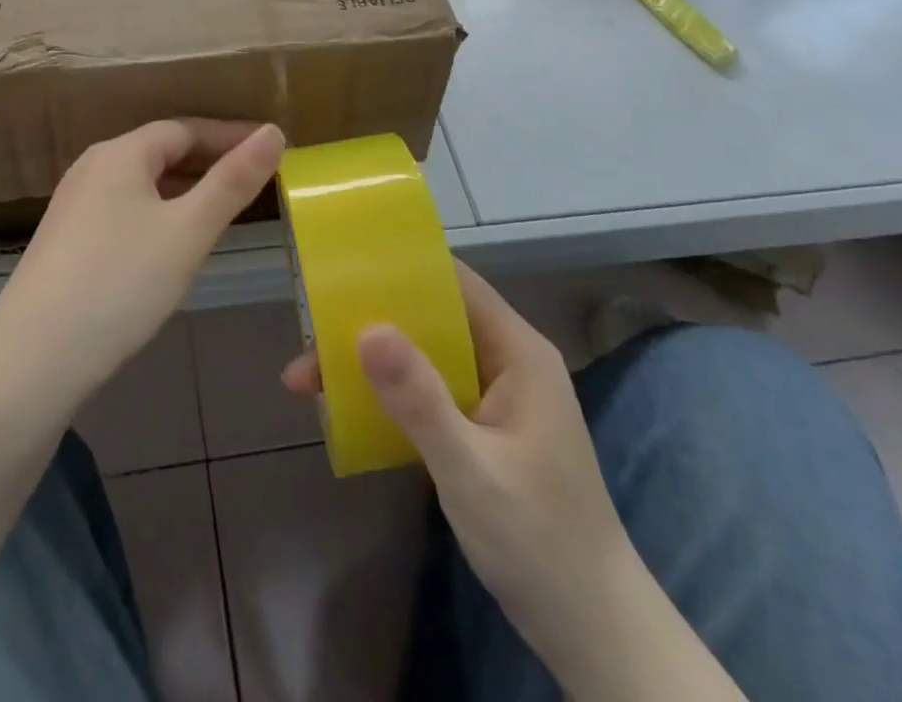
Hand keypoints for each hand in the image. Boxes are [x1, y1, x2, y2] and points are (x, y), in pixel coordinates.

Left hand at [0, 119, 284, 400]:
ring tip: (223, 210)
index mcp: (120, 153)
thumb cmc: (121, 283)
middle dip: (209, 162)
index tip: (270, 148)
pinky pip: (124, 209)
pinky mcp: (66, 240)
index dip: (230, 135)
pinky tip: (172, 244)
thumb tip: (273, 132)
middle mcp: (92, 167)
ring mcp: (74, 204)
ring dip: (184, 189)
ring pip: (142, 183)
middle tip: (254, 180)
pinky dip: (158, 213)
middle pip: (160, 152)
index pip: (185, 128)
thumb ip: (233, 181)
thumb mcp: (189, 231)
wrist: (34, 358)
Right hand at [281, 263, 632, 649]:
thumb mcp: (471, 470)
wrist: (593, 633)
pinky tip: (345, 409)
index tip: (343, 269)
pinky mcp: (482, 427)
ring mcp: (495, 395)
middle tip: (308, 333)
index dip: (401, 268)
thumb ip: (420, 399)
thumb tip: (366, 328)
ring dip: (370, 363)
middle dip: (369, 322)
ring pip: (423, 356)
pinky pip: (427, 391)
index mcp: (517, 352)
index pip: (455, 283)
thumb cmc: (539, 542)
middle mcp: (506, 361)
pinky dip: (387, 394)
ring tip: (309, 378)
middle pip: (430, 318)